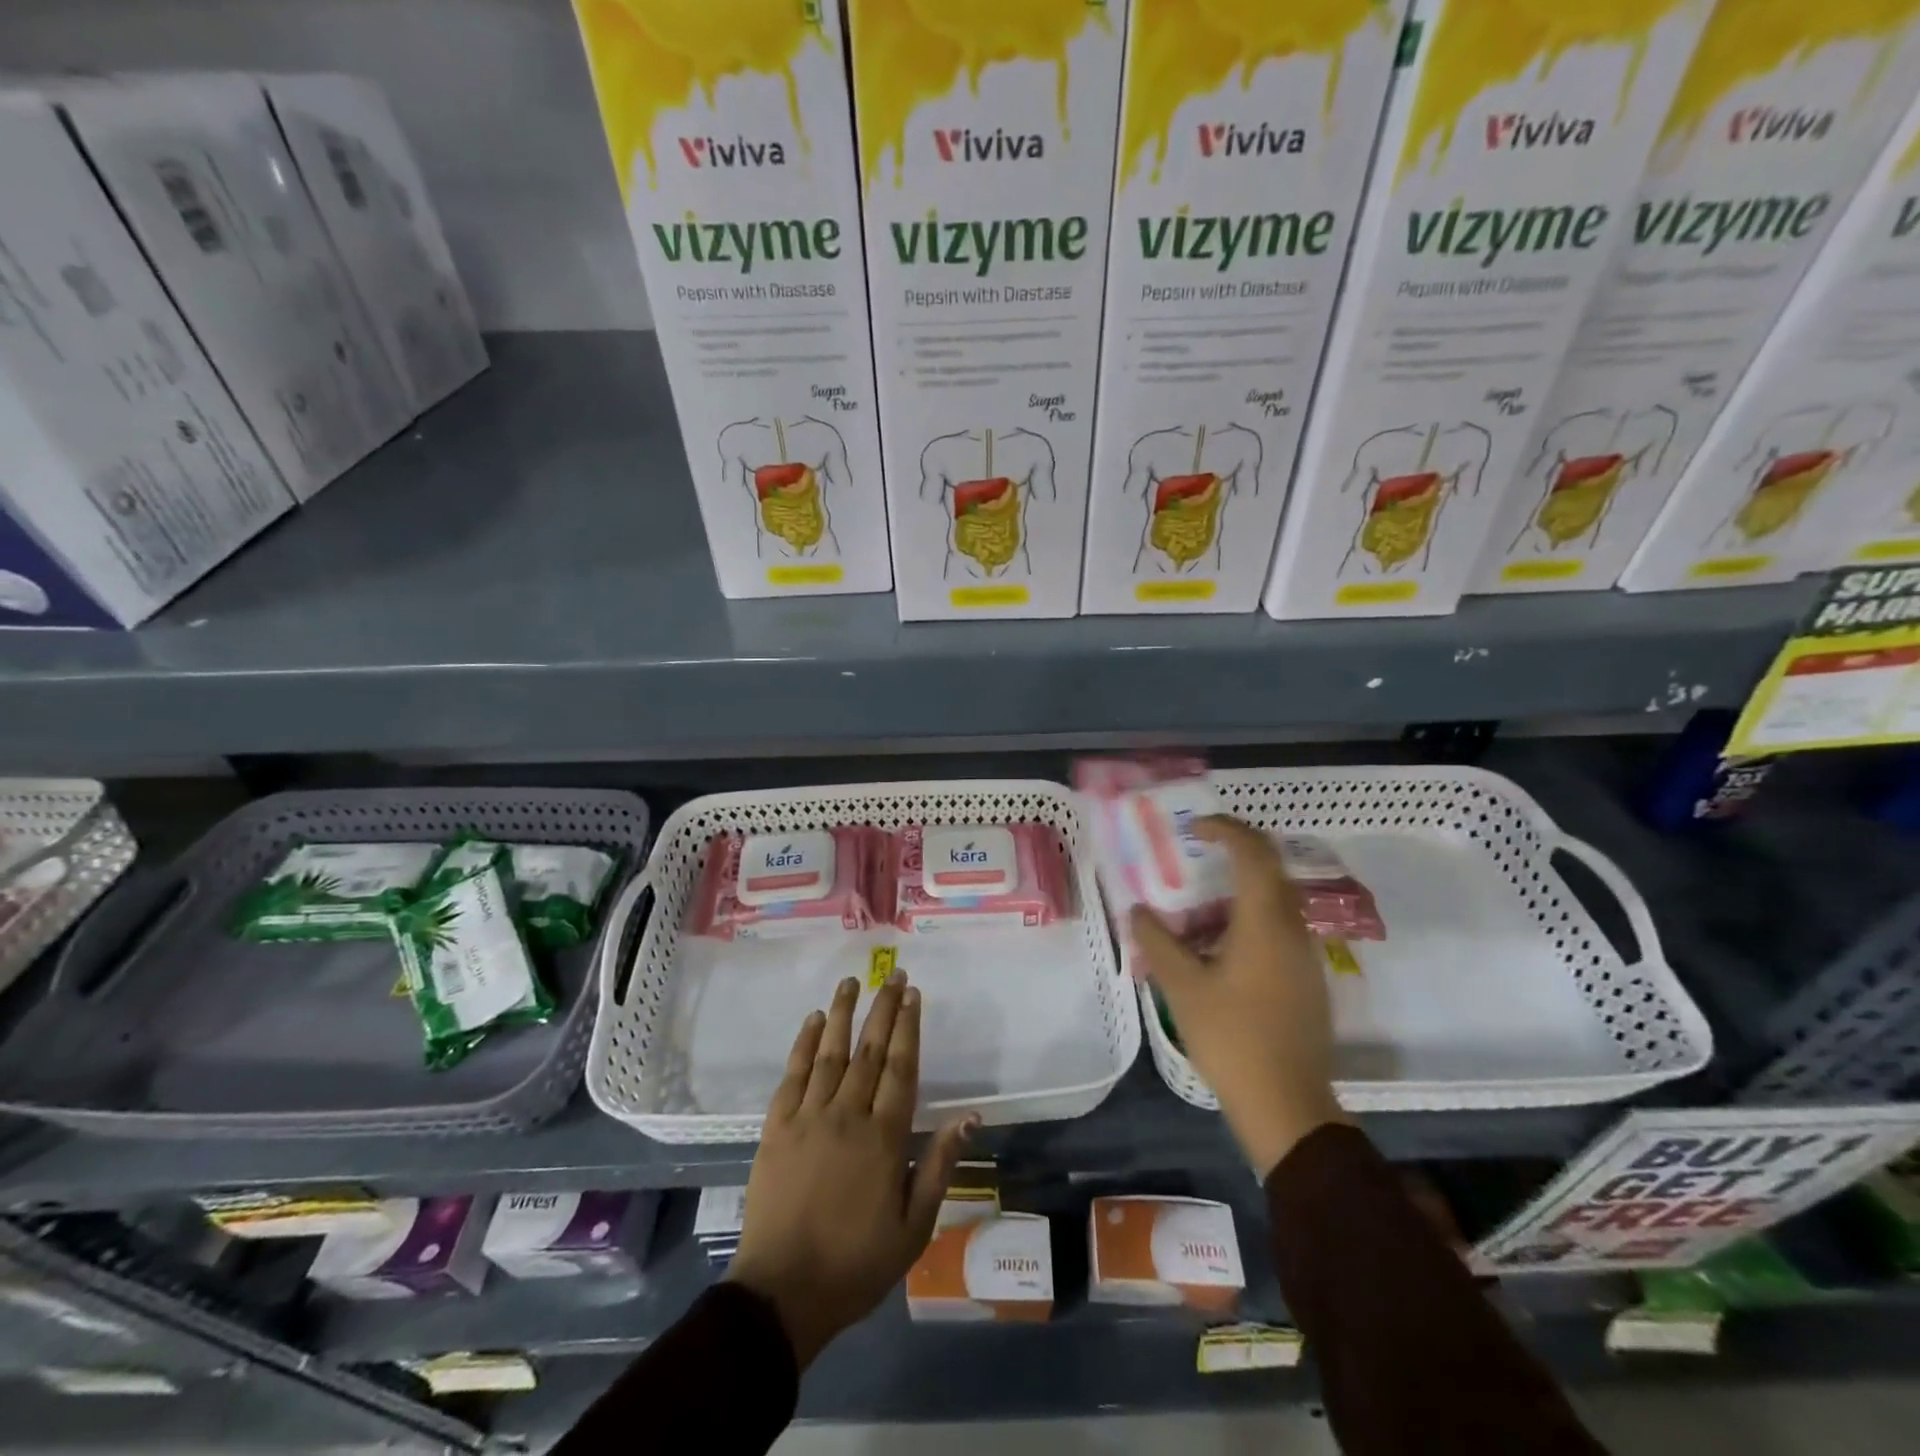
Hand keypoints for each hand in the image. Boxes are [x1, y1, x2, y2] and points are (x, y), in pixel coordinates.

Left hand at [726, 974, 975, 1368]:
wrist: (782, 1293)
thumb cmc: (855, 1264)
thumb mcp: (913, 1227)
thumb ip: (939, 1165)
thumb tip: (968, 1116)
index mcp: (884, 1137)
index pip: (901, 1067)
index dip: (909, 1027)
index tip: (914, 994)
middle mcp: (847, 1115)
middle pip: (869, 1050)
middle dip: (883, 1009)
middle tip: (893, 975)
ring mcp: (808, 1117)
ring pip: (830, 1053)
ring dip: (842, 1013)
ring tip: (851, 982)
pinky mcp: (776, 1127)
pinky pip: (792, 1075)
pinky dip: (803, 1044)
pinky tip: (812, 1020)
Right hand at [1130, 816, 1349, 1177]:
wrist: (1288, 1105)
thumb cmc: (1232, 1038)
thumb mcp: (1183, 987)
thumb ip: (1158, 941)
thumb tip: (1138, 910)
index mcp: (1265, 922)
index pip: (1254, 852)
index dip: (1226, 829)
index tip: (1195, 828)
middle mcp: (1293, 929)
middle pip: (1271, 869)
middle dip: (1236, 852)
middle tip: (1198, 853)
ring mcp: (1306, 955)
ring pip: (1276, 901)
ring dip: (1240, 890)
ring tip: (1199, 909)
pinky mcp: (1308, 979)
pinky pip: (1279, 928)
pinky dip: (1250, 918)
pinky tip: (1219, 947)